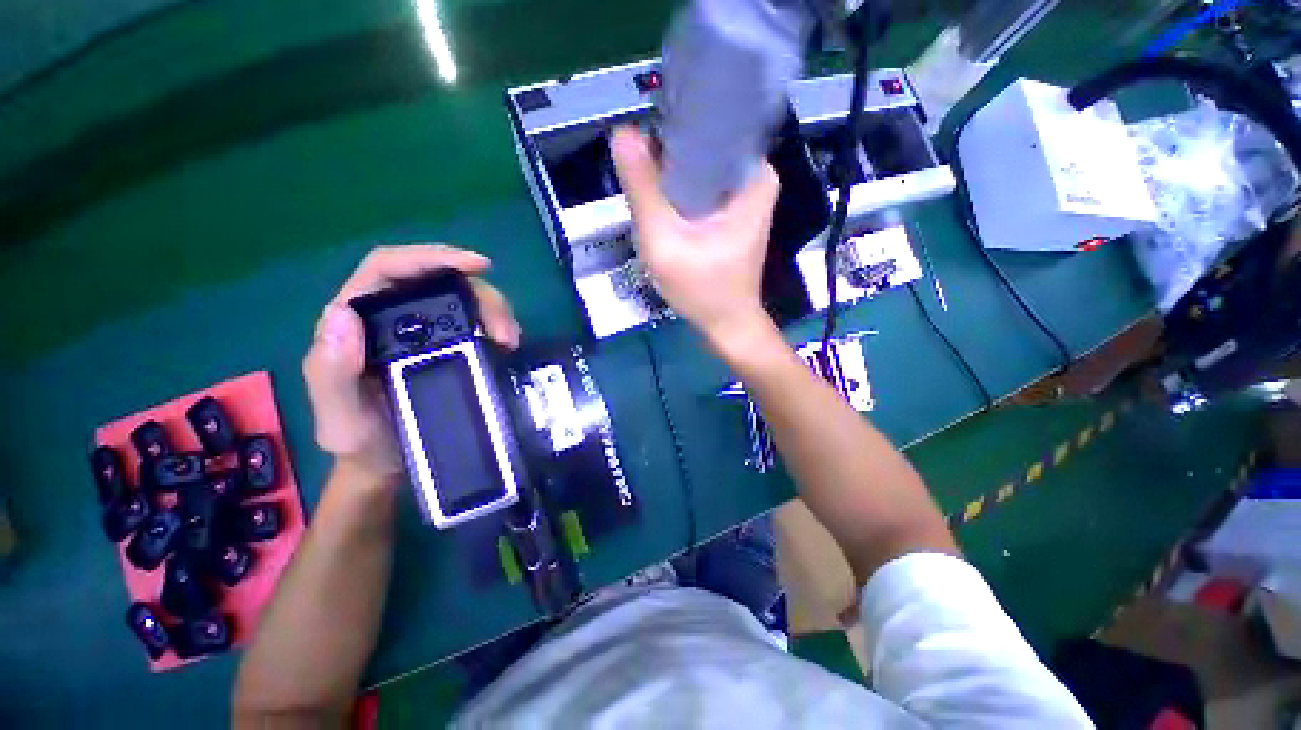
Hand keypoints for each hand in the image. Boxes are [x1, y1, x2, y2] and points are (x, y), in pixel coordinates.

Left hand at [302, 245, 521, 482]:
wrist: (387, 464)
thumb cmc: (361, 442)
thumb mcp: (340, 417)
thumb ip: (331, 372)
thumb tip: (343, 314)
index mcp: (356, 320)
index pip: (389, 268)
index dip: (431, 257)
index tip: (478, 266)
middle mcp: (391, 317)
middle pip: (438, 281)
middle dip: (478, 295)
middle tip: (504, 331)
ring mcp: (423, 331)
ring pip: (462, 299)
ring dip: (493, 311)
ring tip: (510, 341)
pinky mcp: (448, 345)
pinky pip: (475, 322)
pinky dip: (495, 326)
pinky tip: (506, 344)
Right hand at [610, 126, 780, 350]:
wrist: (726, 324)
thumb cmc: (701, 290)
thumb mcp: (663, 241)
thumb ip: (642, 189)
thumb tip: (622, 133)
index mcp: (752, 175)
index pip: (710, 126)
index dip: (670, 131)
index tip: (643, 146)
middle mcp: (755, 177)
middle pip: (703, 148)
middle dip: (668, 160)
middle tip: (643, 182)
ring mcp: (745, 195)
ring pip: (700, 168)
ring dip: (671, 178)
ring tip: (650, 194)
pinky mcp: (734, 211)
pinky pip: (701, 188)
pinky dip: (680, 194)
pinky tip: (665, 208)